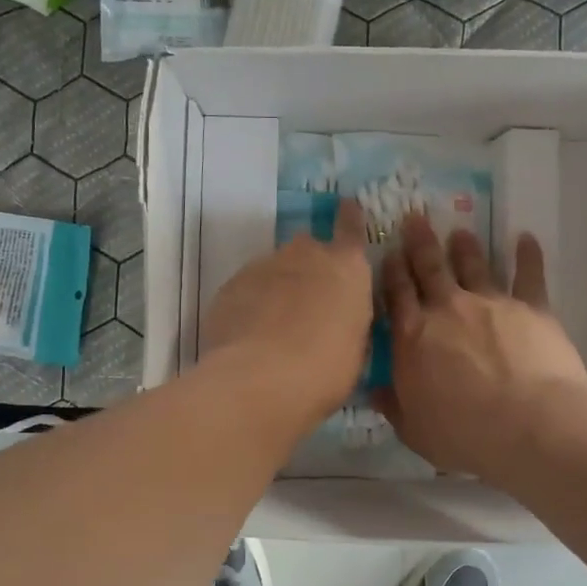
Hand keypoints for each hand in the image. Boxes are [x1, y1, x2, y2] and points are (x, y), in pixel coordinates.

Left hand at [201, 198, 373, 429]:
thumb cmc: (326, 370)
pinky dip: (250, 305)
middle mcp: (305, 255)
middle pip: (308, 249)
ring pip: (274, 270)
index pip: (351, 228)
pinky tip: (250, 335)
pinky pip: (246, 290)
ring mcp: (263, 266)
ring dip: (278, 289)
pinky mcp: (230, 285)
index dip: (349, 218)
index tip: (347, 206)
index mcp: (347, 268)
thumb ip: (348, 320)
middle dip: (309, 268)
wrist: (260, 379)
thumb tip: (338, 319)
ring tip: (275, 326)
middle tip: (309, 303)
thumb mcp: (356, 348)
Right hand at [375, 214, 586, 477]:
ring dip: (464, 247)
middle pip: (429, 268)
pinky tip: (526, 238)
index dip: (391, 272)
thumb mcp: (414, 429)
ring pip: (473, 265)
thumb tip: (373, 391)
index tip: (388, 253)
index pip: (396, 295)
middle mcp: (447, 309)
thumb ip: (394, 406)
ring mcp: (490, 303)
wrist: (529, 424)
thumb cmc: (464, 433)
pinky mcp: (531, 307)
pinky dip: (527, 255)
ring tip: (460, 231)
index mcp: (413, 337)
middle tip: (414, 218)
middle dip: (419, 243)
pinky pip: (528, 275)